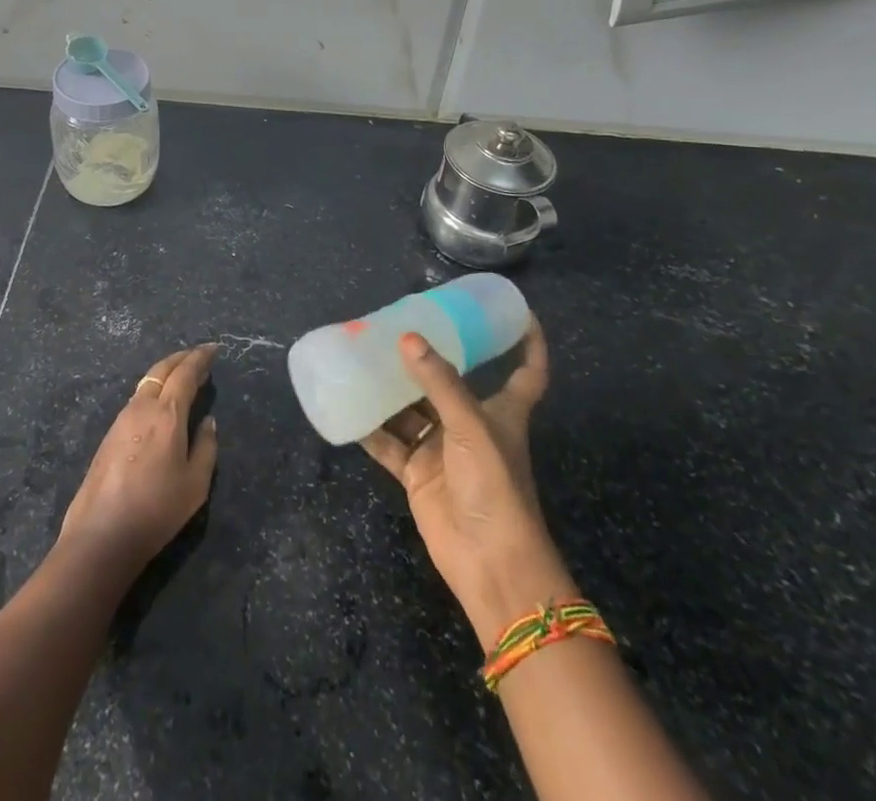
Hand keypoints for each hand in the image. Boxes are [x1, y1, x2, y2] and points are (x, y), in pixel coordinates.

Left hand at [58, 344, 218, 576]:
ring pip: (146, 382)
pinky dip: (153, 389)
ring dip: (166, 373)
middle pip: (162, 370)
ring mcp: (121, 419)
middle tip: (198, 355)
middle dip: (182, 358)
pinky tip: (160, 402)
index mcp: (166, 414)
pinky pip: (137, 399)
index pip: (185, 374)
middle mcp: (142, 407)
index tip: (213, 349)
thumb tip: (207, 421)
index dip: (200, 359)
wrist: (101, 534)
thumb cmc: (156, 509)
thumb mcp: (195, 484)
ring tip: (182, 376)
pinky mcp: (109, 435)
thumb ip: (206, 447)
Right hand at [362, 324, 571, 647]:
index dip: (528, 342)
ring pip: (413, 410)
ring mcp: (443, 450)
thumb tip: (407, 338)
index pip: (525, 371)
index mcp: (501, 411)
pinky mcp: (418, 473)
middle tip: (395, 327)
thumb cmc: (495, 486)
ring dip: (391, 389)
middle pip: (449, 383)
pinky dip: (370, 428)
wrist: (490, 564)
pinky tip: (347, 406)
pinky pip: (389, 442)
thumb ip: (439, 382)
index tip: (518, 312)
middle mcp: (471, 424)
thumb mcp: (472, 426)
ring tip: (361, 358)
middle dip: (427, 359)